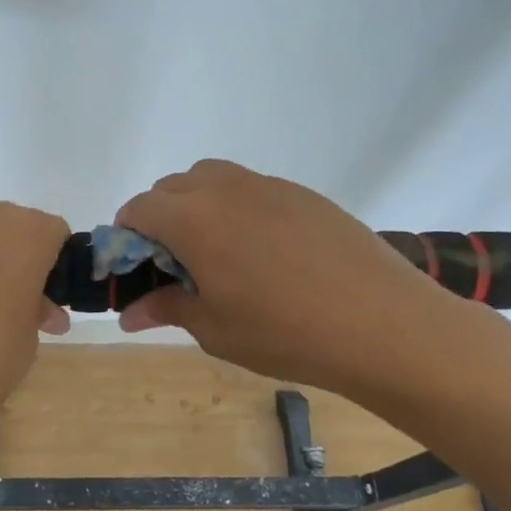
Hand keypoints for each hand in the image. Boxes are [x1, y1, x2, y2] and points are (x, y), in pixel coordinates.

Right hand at [115, 160, 461, 396]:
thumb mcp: (215, 329)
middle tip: (176, 264)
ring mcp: (268, 186)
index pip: (139, 208)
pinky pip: (252, 188)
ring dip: (198, 205)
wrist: (382, 324)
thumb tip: (128, 314)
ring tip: (217, 252)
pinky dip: (238, 208)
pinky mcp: (303, 194)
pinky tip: (264, 251)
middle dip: (160, 217)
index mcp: (193, 219)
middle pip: (172, 186)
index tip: (137, 267)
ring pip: (213, 178)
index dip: (127, 235)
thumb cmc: (284, 332)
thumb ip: (167, 309)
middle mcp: (225, 189)